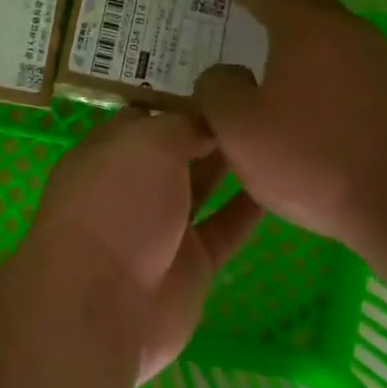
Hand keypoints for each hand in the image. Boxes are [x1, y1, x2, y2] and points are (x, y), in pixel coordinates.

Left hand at [27, 107, 262, 382]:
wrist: (103, 303)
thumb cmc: (116, 205)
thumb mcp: (146, 143)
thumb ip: (182, 125)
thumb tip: (210, 120)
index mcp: (108, 152)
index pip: (147, 117)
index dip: (183, 100)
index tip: (227, 84)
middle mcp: (132, 186)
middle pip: (176, 150)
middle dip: (210, 129)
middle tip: (262, 103)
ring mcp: (161, 227)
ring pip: (201, 186)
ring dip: (232, 163)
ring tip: (276, 134)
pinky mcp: (191, 264)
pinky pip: (225, 227)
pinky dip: (249, 208)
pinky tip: (283, 182)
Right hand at [194, 0, 386, 277]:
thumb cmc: (313, 159)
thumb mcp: (239, 128)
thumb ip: (217, 89)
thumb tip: (224, 74)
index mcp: (306, 27)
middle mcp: (346, 30)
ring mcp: (377, 58)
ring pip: (327, 25)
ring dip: (294, 23)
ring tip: (266, 37)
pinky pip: (342, 53)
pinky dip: (314, 50)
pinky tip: (302, 78)